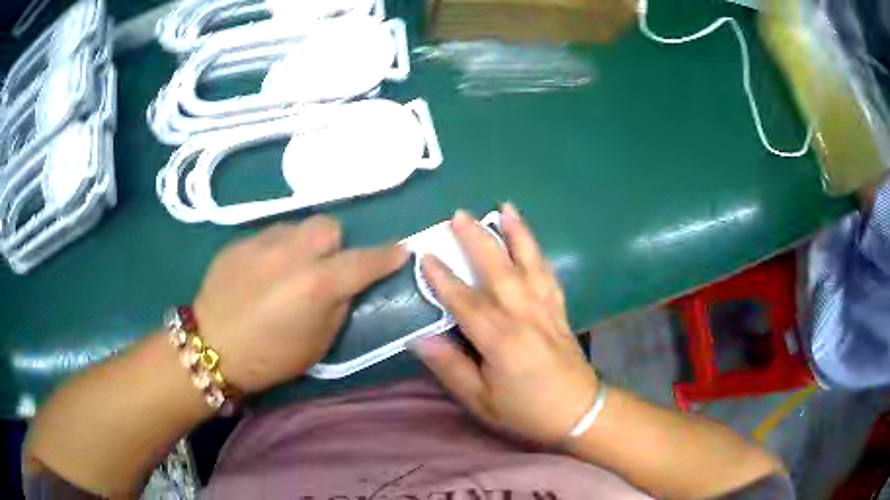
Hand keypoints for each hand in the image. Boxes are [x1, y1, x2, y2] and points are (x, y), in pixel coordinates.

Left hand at [193, 216, 406, 393]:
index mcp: (316, 285)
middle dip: (334, 244)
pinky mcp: (239, 242)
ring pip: (297, 227)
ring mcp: (262, 243)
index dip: (387, 256)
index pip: (364, 261)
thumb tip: (344, 284)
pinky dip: (276, 250)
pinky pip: (269, 235)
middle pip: (329, 225)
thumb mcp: (317, 344)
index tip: (401, 251)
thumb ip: (338, 307)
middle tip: (324, 266)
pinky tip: (262, 273)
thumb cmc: (269, 357)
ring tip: (288, 269)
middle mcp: (292, 254)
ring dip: (302, 244)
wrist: (211, 347)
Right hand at [411, 205, 598, 445]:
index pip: (465, 302)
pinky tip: (530, 239)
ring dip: (517, 234)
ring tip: (505, 208)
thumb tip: (419, 339)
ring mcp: (546, 309)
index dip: (443, 279)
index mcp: (501, 340)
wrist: (578, 412)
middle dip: (478, 240)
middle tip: (460, 214)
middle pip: (499, 270)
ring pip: (530, 264)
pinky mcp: (560, 310)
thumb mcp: (481, 401)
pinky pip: (549, 275)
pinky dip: (539, 253)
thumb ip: (451, 368)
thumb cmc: (526, 410)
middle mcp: (525, 316)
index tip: (425, 255)